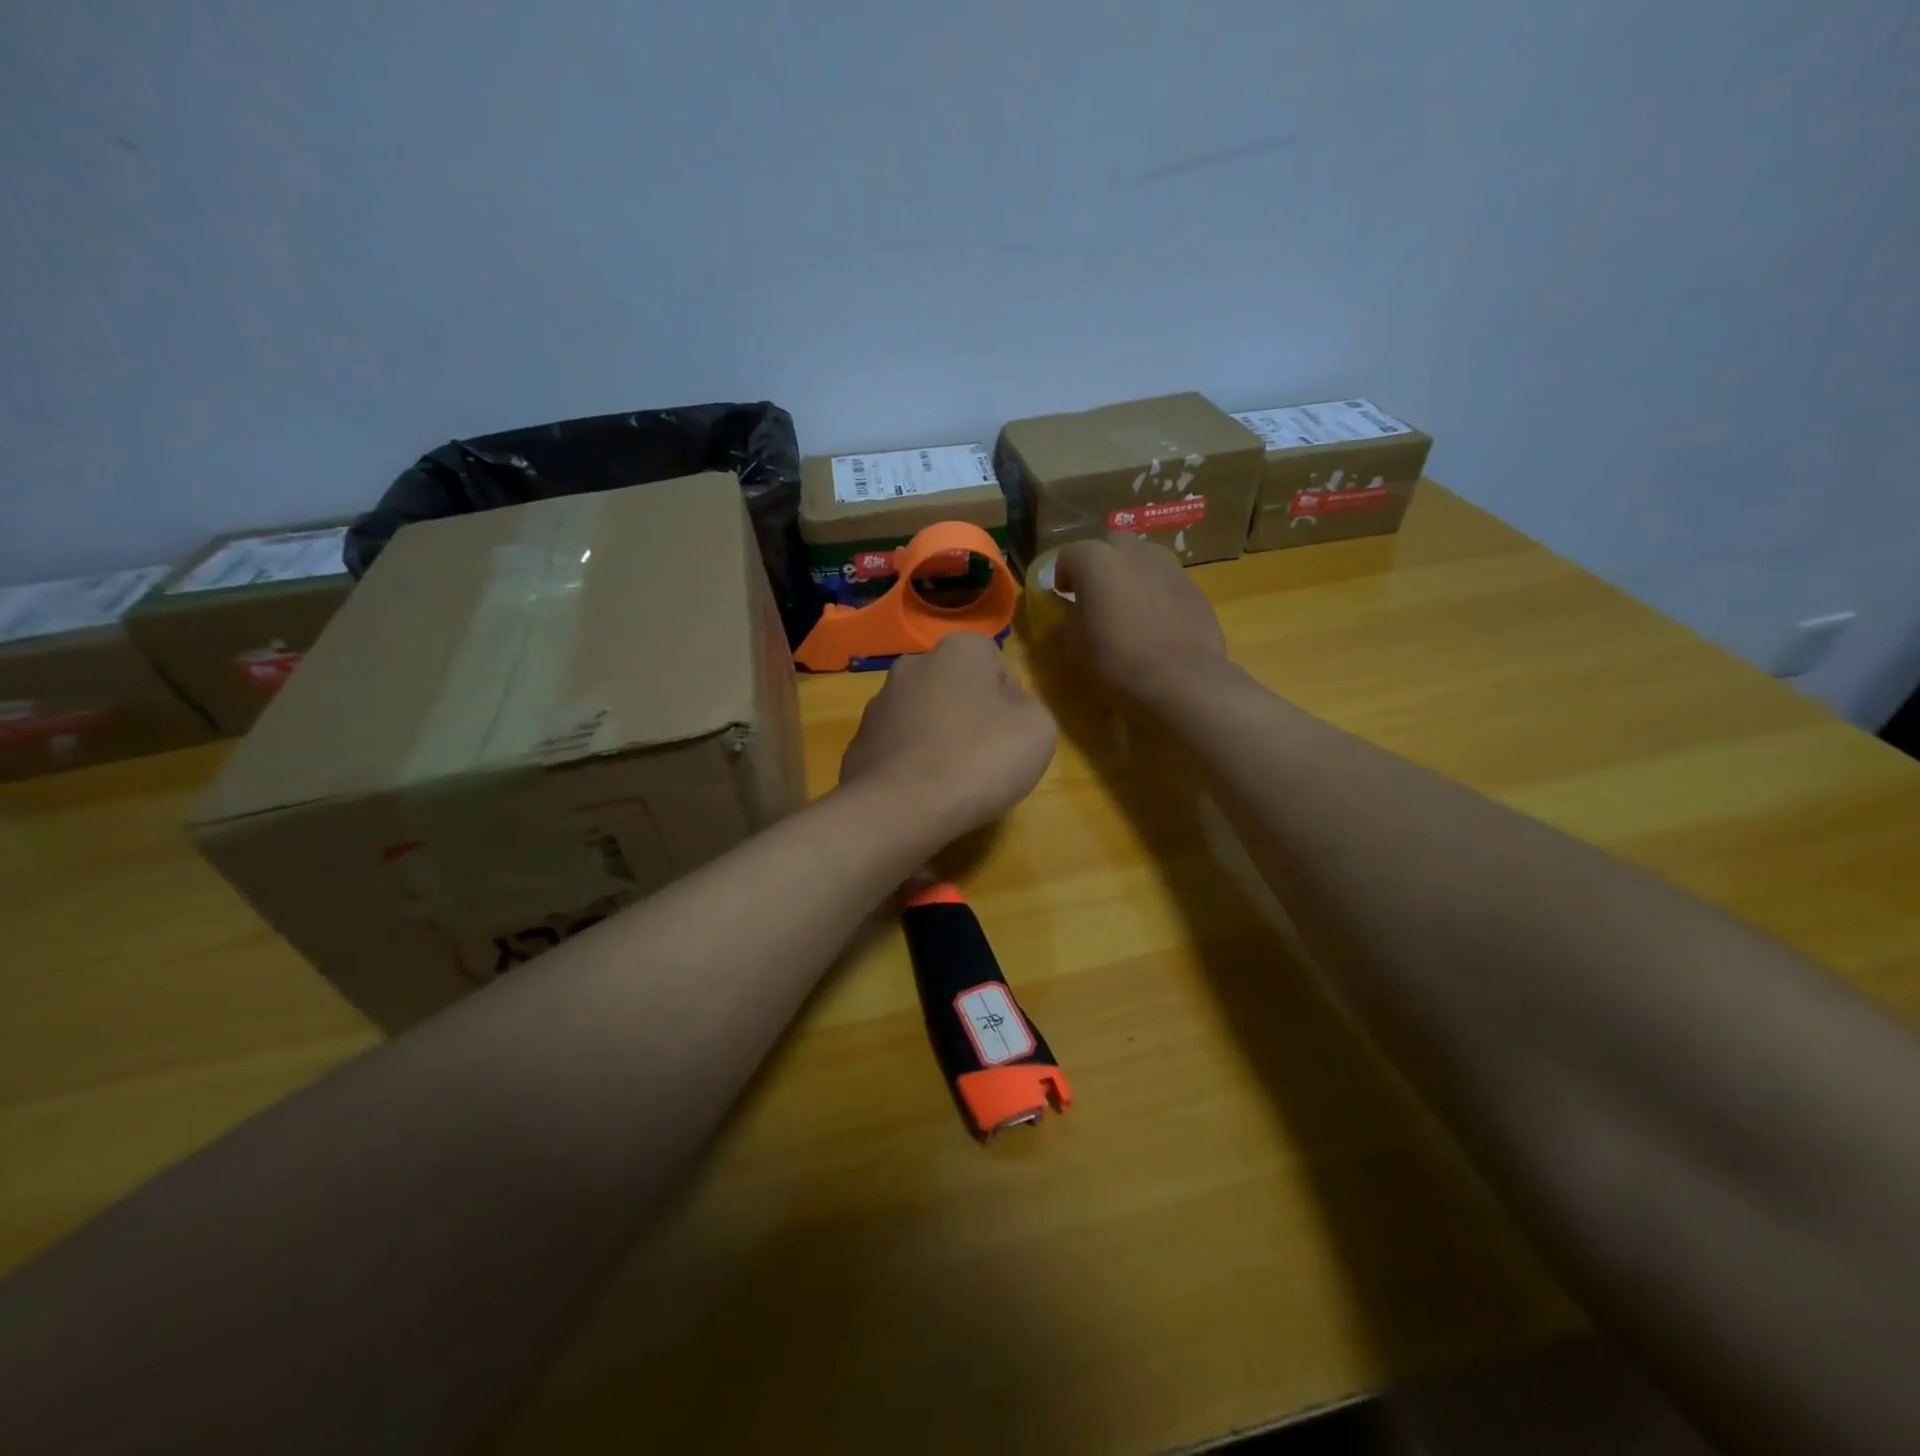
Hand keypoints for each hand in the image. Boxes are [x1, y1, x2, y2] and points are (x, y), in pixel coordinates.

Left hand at [839, 633, 1056, 840]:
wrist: (900, 809)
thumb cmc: (979, 760)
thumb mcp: (1037, 730)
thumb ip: (1027, 707)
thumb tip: (1005, 706)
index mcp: (958, 650)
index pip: (993, 660)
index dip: (1007, 696)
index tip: (1010, 731)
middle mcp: (913, 665)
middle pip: (954, 686)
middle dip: (968, 713)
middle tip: (985, 755)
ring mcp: (878, 704)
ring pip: (922, 715)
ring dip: (936, 737)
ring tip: (951, 779)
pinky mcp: (858, 742)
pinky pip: (896, 747)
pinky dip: (910, 763)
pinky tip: (921, 793)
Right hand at [1054, 536, 1232, 705]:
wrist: (1182, 680)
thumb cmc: (1117, 661)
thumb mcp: (1076, 647)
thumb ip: (1063, 625)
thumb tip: (1059, 622)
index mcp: (1097, 561)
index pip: (1069, 554)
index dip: (1062, 575)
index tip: (1062, 597)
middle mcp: (1134, 552)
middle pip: (1110, 545)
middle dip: (1099, 564)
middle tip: (1095, 595)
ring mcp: (1169, 566)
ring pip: (1142, 559)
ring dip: (1130, 574)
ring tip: (1127, 607)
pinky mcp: (1194, 586)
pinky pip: (1165, 580)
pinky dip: (1155, 592)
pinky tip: (1155, 622)